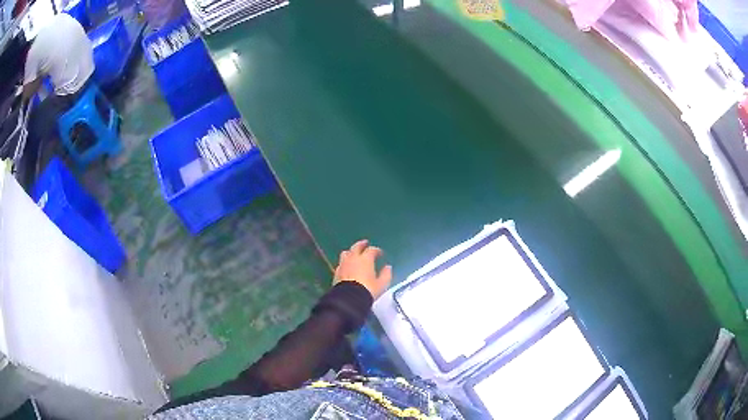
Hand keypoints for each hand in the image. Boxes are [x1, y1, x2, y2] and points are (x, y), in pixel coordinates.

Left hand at [334, 239, 392, 298]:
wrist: (349, 299)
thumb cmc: (367, 290)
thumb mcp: (382, 284)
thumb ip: (386, 274)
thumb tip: (388, 267)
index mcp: (365, 259)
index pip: (371, 250)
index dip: (377, 250)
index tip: (380, 253)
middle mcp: (353, 258)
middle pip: (356, 247)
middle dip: (361, 244)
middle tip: (365, 243)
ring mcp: (343, 265)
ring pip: (346, 253)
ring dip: (351, 251)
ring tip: (354, 253)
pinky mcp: (336, 272)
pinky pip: (341, 263)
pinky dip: (345, 262)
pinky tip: (347, 266)